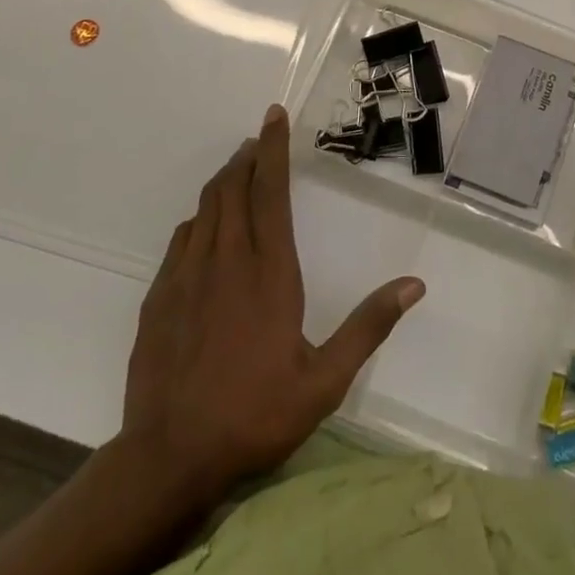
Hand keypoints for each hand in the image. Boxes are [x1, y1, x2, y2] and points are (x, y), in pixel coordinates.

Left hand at [119, 105, 424, 500]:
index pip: (271, 191)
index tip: (274, 115)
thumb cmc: (254, 414)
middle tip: (260, 139)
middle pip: (233, 188)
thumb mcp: (325, 381)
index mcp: (269, 271)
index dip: (273, 149)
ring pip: (205, 207)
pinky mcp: (160, 296)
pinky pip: (183, 238)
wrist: (168, 459)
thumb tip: (415, 285)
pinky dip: (200, 218)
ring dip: (224, 181)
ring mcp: (186, 276)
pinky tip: (206, 227)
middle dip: (248, 156)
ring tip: (239, 170)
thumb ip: (368, 327)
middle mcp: (226, 260)